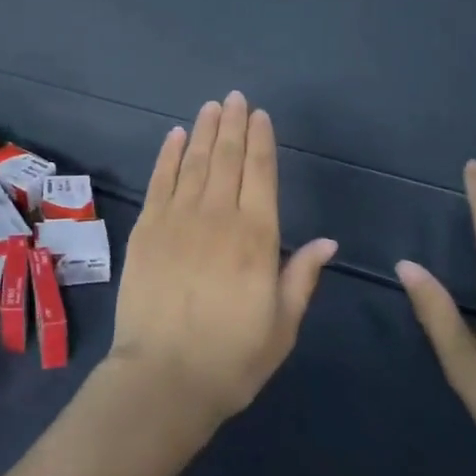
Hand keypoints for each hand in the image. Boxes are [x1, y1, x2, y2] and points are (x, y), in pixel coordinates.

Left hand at [107, 92, 336, 431]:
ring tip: (211, 106)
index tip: (260, 115)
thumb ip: (302, 276)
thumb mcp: (282, 325)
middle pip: (227, 158)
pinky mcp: (147, 228)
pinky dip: (168, 155)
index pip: (261, 174)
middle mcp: (218, 216)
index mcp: (256, 238)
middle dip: (232, 124)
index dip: (261, 141)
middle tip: (235, 98)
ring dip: (203, 131)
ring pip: (194, 162)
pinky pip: (160, 180)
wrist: (164, 377)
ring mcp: (177, 218)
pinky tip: (175, 136)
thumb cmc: (232, 359)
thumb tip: (328, 241)